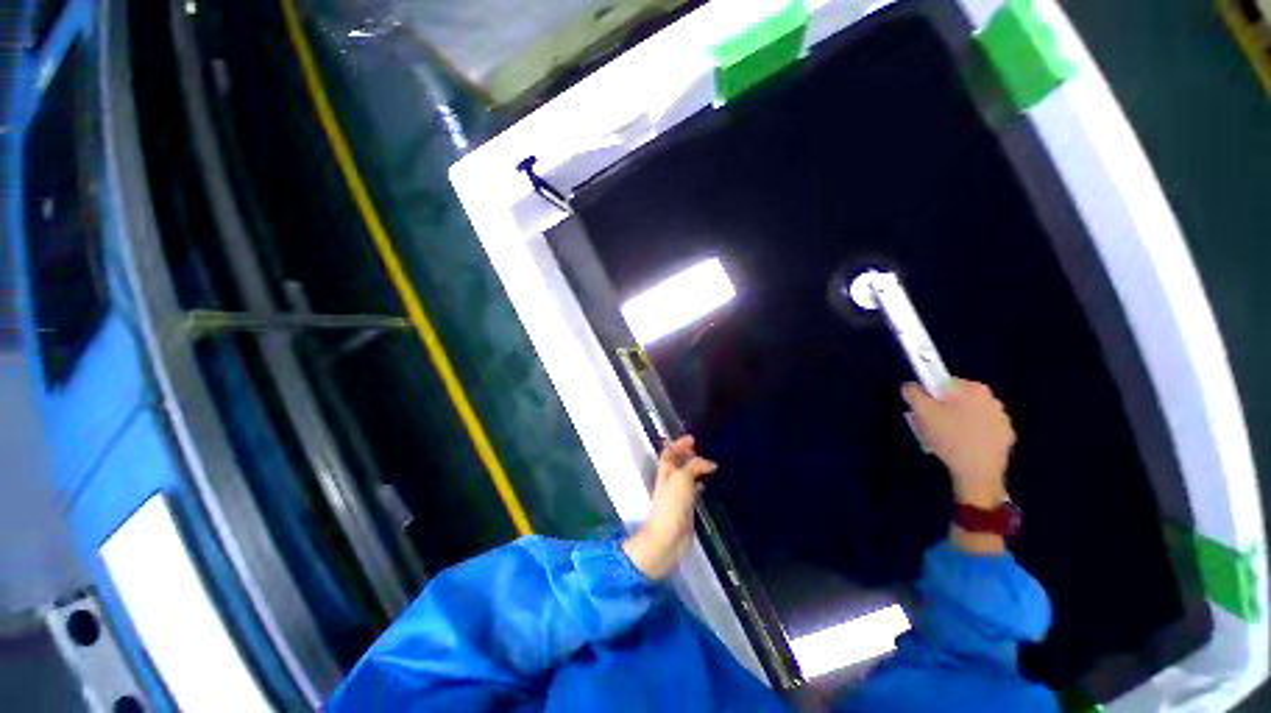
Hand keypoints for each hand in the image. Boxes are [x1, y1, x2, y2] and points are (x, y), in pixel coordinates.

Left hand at [622, 436, 716, 579]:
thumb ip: (694, 466)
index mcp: (665, 471)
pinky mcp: (685, 507)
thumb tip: (711, 463)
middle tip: (704, 450)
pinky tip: (709, 483)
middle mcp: (670, 480)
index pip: (669, 452)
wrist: (668, 538)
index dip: (678, 444)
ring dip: (696, 467)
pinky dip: (700, 482)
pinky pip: (693, 489)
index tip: (692, 439)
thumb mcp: (682, 478)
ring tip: (710, 463)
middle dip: (688, 454)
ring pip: (686, 475)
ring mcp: (677, 494)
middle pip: (677, 462)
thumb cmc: (672, 505)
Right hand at [901, 378, 1014, 508]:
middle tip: (932, 424)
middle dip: (944, 407)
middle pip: (958, 398)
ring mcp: (1003, 418)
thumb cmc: (949, 437)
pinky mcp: (1007, 436)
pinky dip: (972, 433)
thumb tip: (911, 385)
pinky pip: (983, 428)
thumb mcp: (921, 412)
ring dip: (959, 420)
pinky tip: (962, 445)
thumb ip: (912, 392)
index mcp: (973, 388)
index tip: (924, 410)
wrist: (978, 473)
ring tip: (947, 437)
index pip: (943, 382)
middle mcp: (992, 398)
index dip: (929, 395)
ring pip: (971, 412)